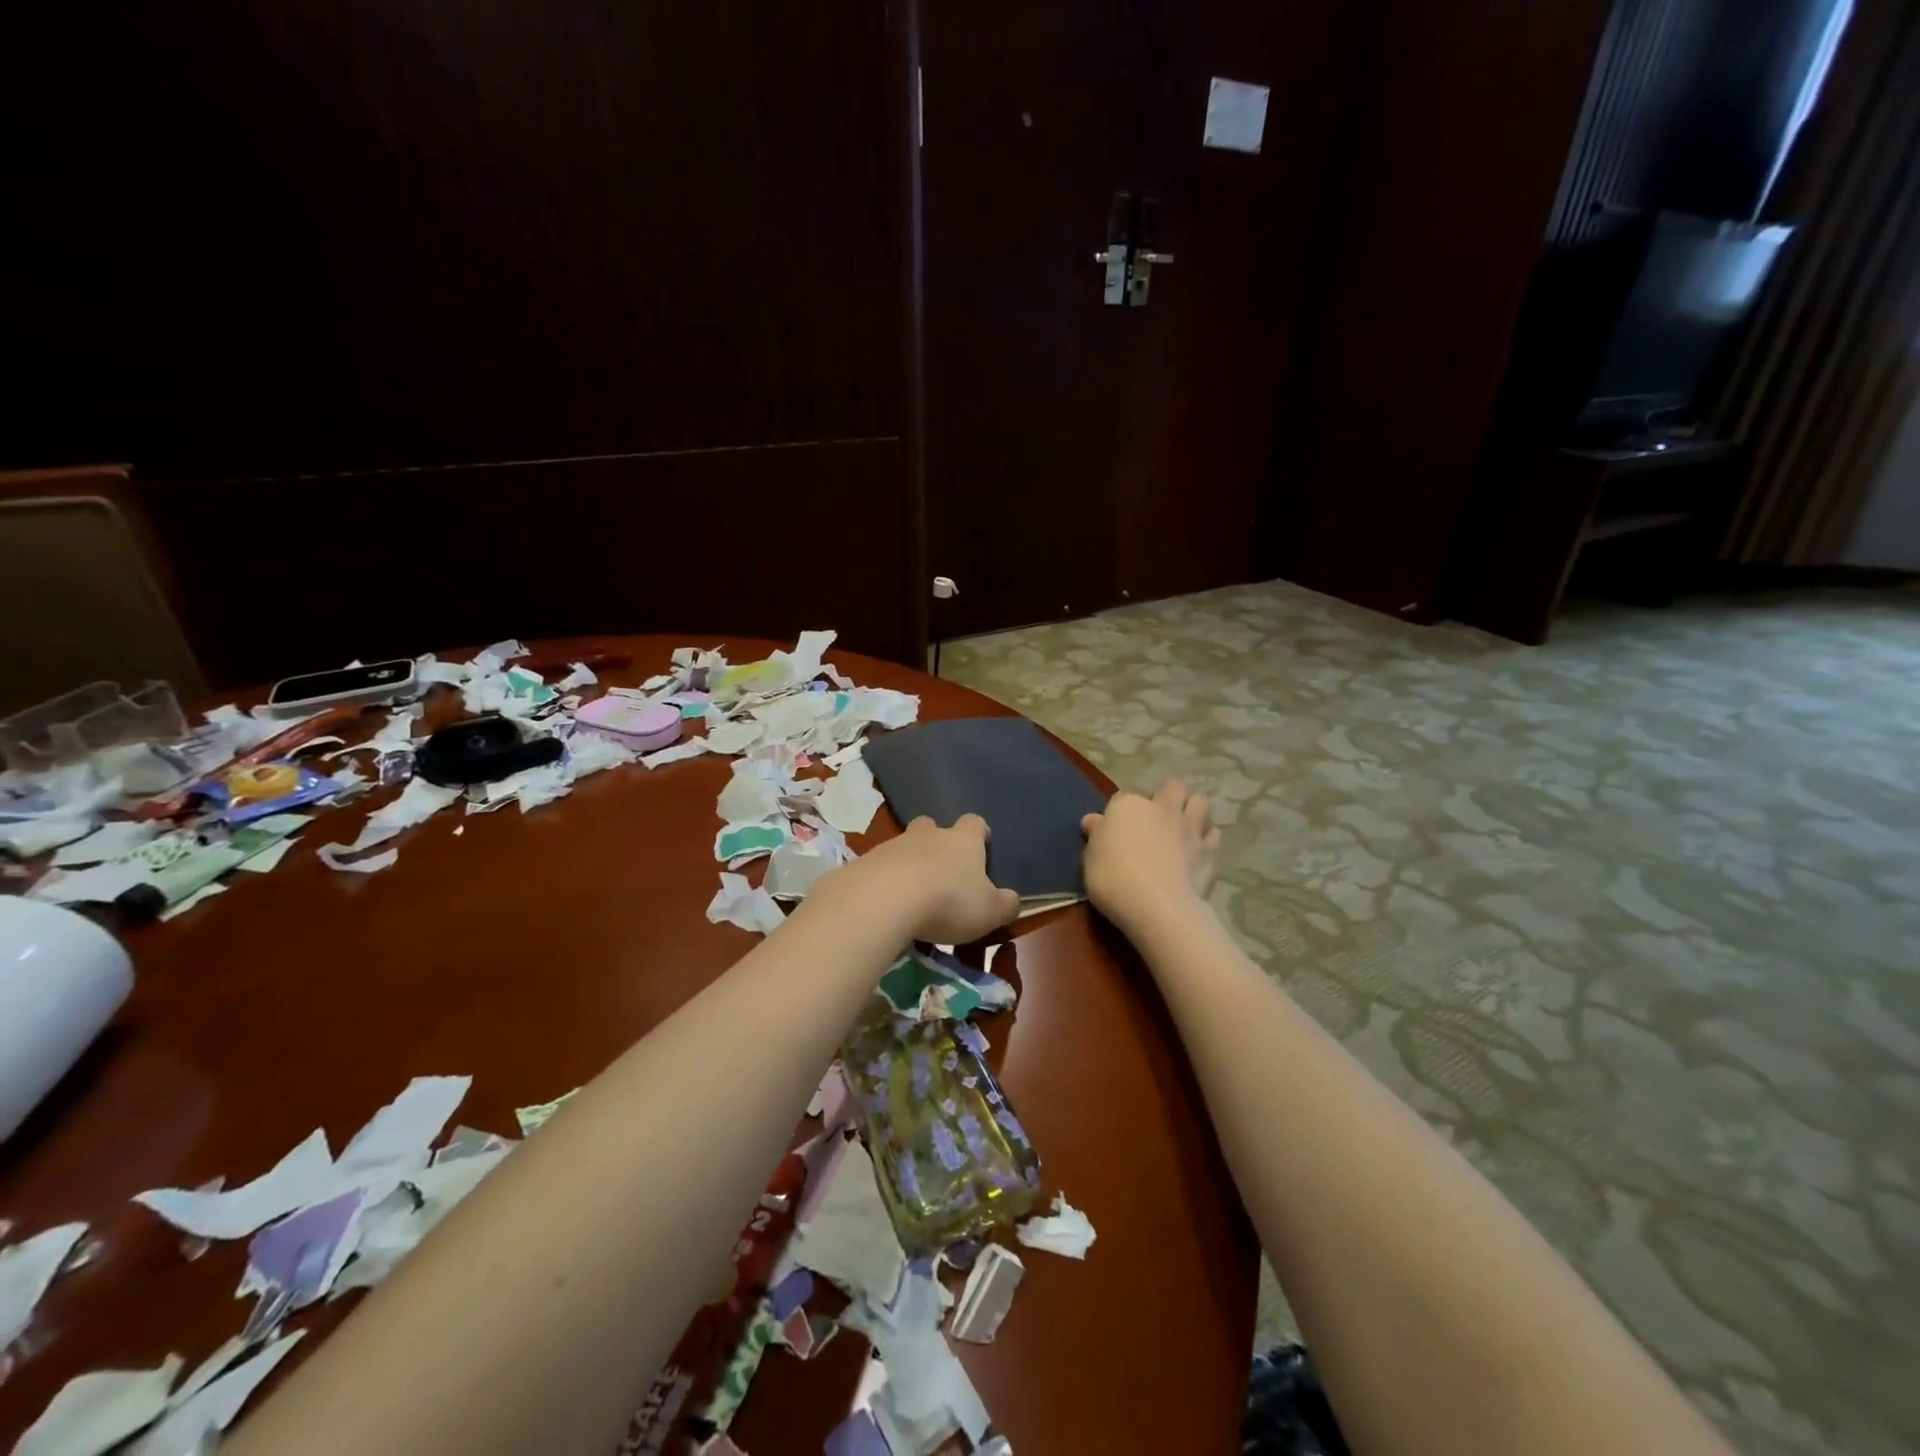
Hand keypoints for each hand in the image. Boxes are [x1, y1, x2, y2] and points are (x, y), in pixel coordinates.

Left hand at [857, 814, 1020, 943]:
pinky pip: (879, 868)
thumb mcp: (990, 911)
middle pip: (932, 827)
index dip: (979, 836)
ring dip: (908, 865)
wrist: (885, 899)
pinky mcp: (865, 862)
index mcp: (963, 840)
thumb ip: (1005, 904)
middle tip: (941, 872)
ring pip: (904, 847)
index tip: (981, 852)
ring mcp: (893, 845)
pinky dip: (884, 882)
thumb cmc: (949, 901)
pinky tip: (886, 907)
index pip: (975, 823)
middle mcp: (928, 834)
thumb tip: (1012, 900)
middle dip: (936, 843)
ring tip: (911, 899)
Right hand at [1081, 779, 1219, 932]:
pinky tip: (1198, 852)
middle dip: (1167, 796)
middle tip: (1158, 818)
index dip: (1119, 813)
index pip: (1122, 798)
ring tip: (1184, 827)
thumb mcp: (1090, 859)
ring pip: (1200, 802)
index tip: (1114, 831)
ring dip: (1193, 810)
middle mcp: (1161, 808)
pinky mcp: (1209, 851)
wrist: (1156, 905)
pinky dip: (1207, 839)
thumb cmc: (1113, 879)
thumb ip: (1096, 836)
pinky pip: (1213, 835)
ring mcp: (1189, 828)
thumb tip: (1094, 821)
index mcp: (1128, 806)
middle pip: (1171, 787)